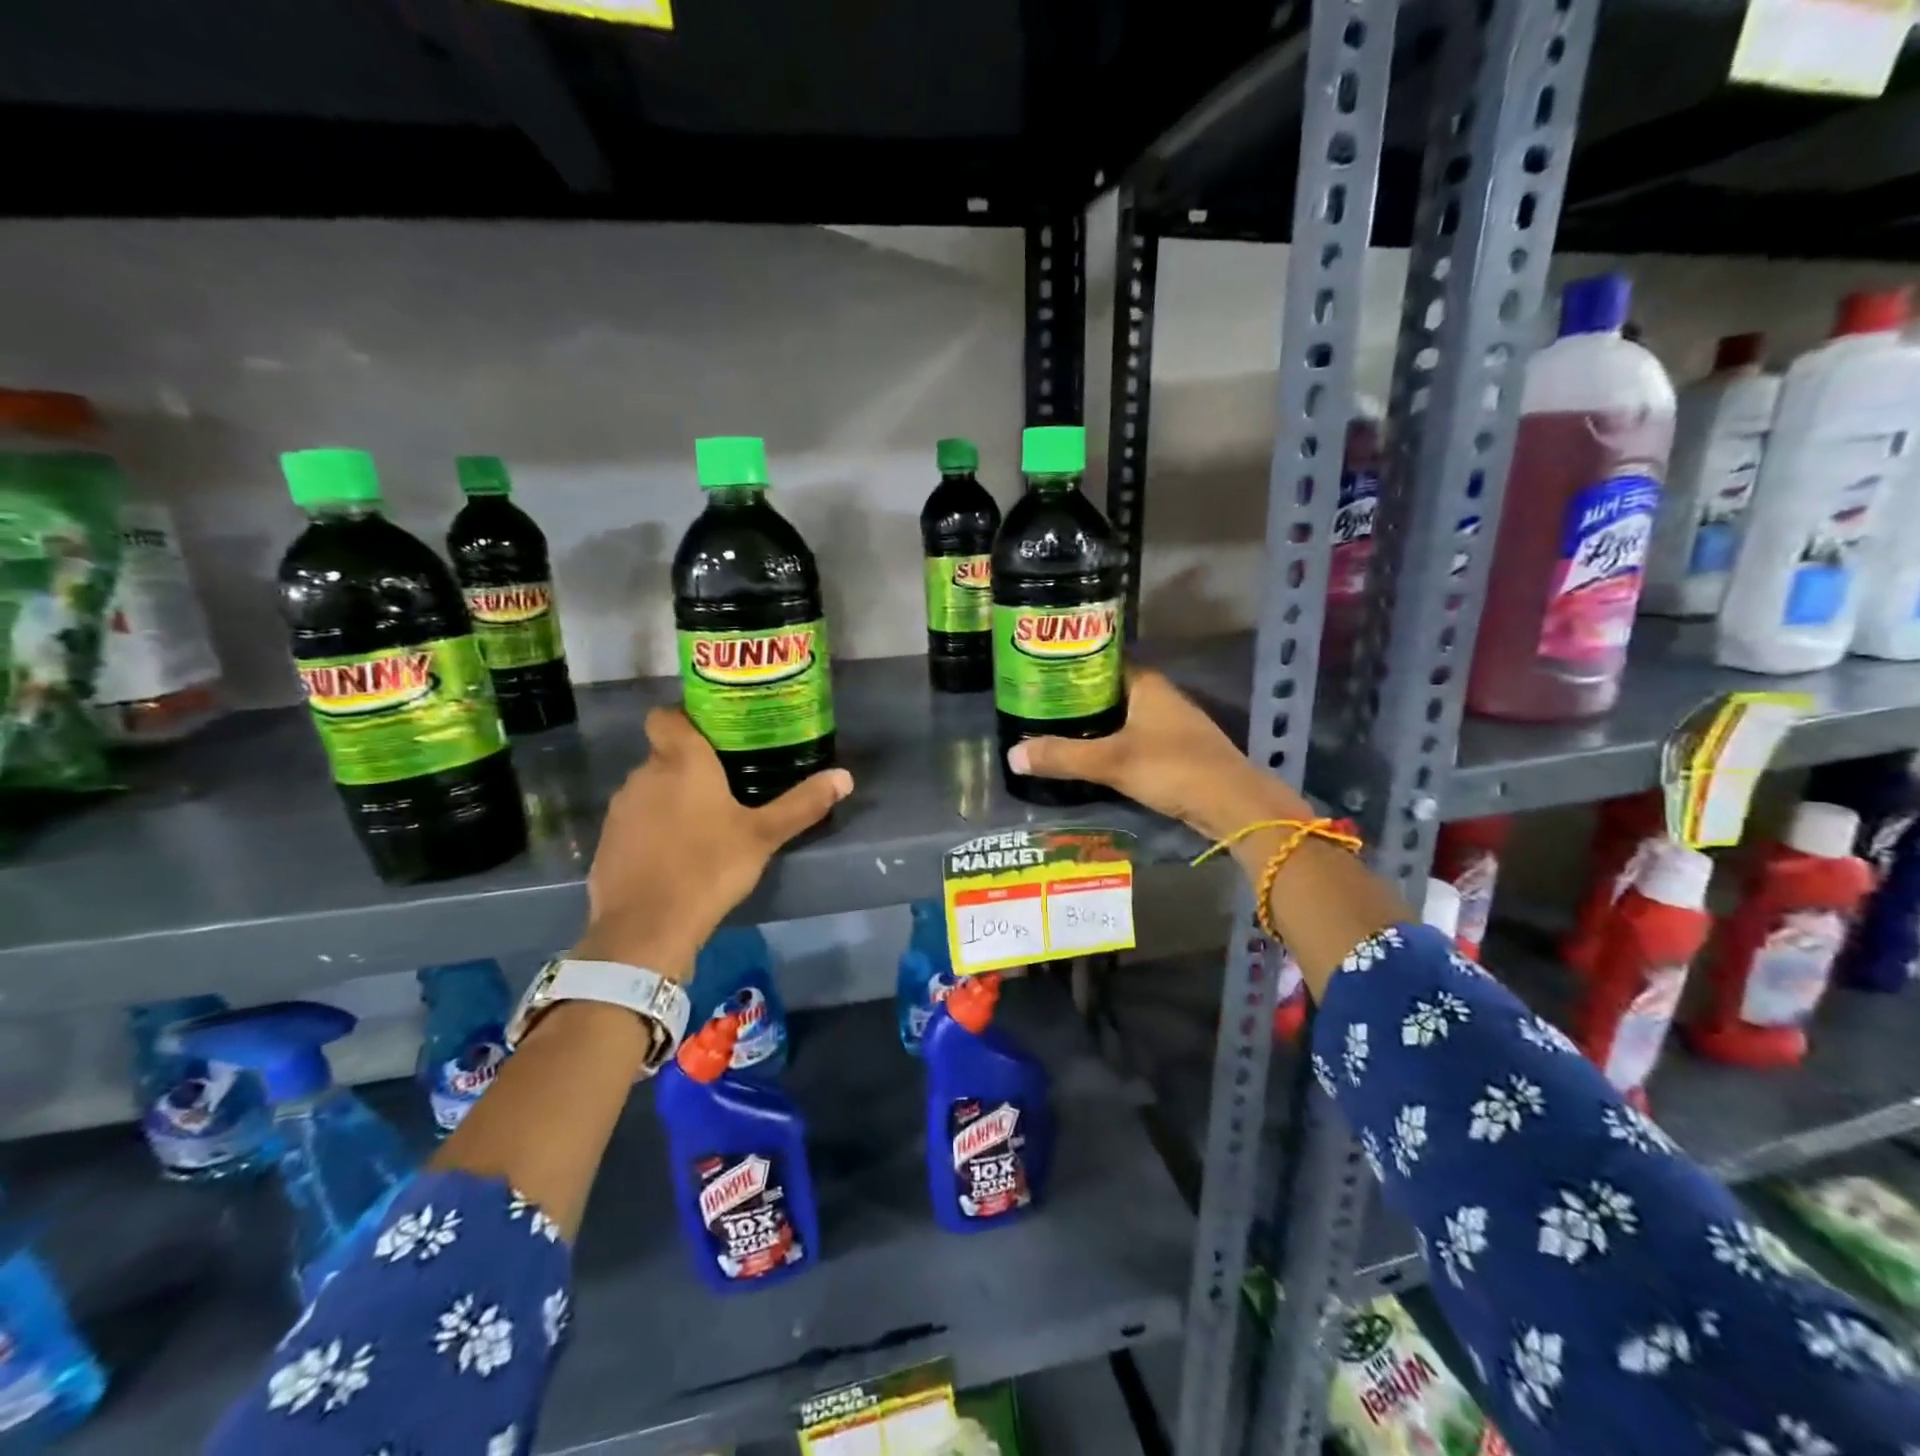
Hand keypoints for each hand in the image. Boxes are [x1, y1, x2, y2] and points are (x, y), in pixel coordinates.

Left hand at [572, 708, 853, 980]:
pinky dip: (652, 829)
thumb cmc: (710, 867)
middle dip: (689, 765)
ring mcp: (620, 810)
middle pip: (664, 755)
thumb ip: (803, 803)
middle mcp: (644, 775)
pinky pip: (634, 822)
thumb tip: (845, 777)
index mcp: (681, 761)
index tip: (711, 734)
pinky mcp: (608, 842)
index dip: (684, 719)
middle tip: (725, 783)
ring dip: (670, 798)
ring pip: (649, 789)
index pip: (666, 716)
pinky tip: (676, 854)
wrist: (647, 928)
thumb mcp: (764, 835)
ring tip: (703, 821)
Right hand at [1007, 668, 1307, 841]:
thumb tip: (1012, 755)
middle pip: (1109, 692)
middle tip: (1037, 709)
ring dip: (1093, 725)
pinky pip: (1133, 739)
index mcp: (1147, 684)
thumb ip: (1063, 757)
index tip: (1038, 678)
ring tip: (1054, 733)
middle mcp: (1160, 697)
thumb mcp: (1111, 762)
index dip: (1070, 668)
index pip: (1101, 663)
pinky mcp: (1175, 752)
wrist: (1233, 805)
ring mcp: (1170, 725)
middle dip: (1076, 700)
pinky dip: (1110, 744)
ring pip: (1122, 718)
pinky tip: (1089, 758)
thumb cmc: (1173, 768)